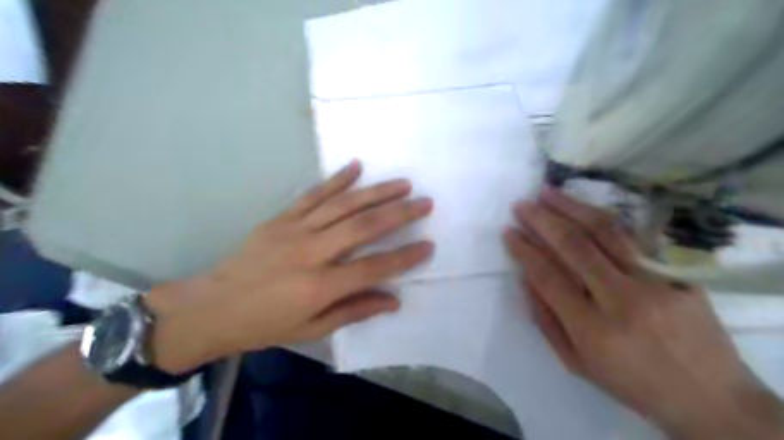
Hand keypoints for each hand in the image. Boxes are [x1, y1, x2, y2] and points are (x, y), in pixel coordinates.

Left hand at [147, 162, 434, 374]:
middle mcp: (311, 253)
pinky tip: (356, 167)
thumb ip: (354, 311)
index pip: (373, 268)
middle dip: (399, 213)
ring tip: (402, 183)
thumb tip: (393, 300)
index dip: (404, 257)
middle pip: (363, 227)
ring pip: (343, 205)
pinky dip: (336, 179)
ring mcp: (294, 230)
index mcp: (319, 286)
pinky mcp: (281, 218)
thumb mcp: (312, 329)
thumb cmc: (265, 324)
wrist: (212, 307)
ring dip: (376, 192)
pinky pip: (313, 194)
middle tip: (425, 202)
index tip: (428, 245)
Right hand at [506, 187, 780, 439]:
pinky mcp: (678, 273)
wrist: (709, 396)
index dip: (524, 250)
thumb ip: (546, 320)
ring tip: (547, 192)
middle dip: (542, 220)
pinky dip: (602, 220)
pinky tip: (584, 208)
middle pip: (574, 246)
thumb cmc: (631, 382)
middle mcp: (622, 300)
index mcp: (593, 330)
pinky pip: (632, 239)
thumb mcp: (577, 363)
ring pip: (605, 232)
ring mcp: (655, 282)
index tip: (509, 232)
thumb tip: (526, 278)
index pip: (548, 276)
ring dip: (571, 206)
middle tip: (522, 205)